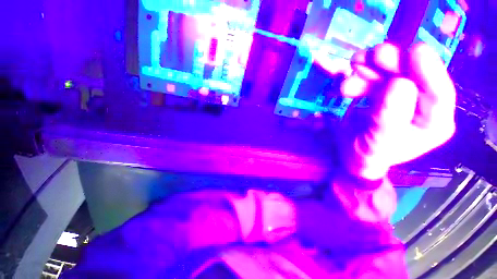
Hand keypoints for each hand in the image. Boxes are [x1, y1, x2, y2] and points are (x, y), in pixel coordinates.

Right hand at [339, 43, 455, 179]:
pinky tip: (350, 77)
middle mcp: (422, 105)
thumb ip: (390, 118)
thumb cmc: (369, 154)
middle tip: (375, 54)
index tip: (414, 51)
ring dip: (372, 67)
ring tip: (355, 65)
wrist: (352, 153)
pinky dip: (361, 74)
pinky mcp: (383, 92)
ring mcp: (401, 96)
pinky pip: (374, 77)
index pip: (440, 94)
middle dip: (393, 64)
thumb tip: (400, 83)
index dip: (429, 71)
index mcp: (433, 123)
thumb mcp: (379, 142)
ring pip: (390, 73)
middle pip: (413, 77)